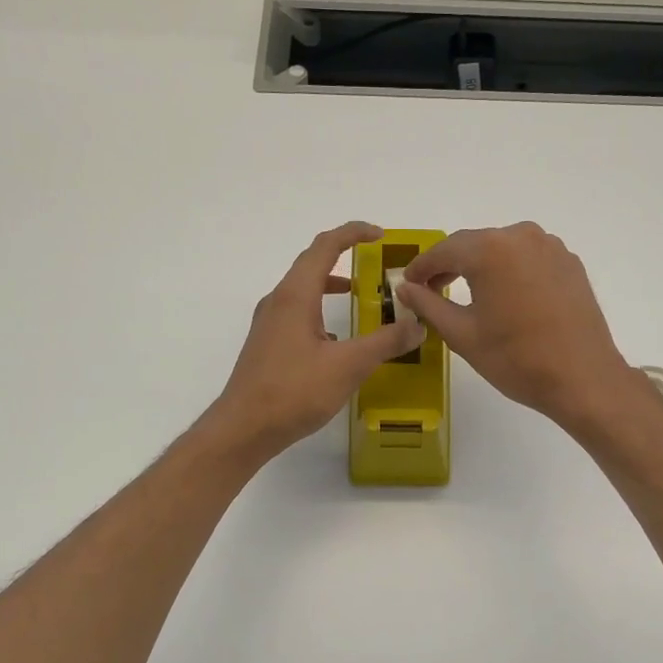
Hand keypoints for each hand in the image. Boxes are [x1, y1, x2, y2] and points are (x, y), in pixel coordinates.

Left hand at [205, 223, 424, 462]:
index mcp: (296, 295)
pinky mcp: (267, 345)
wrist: (244, 428)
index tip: (380, 235)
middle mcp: (278, 302)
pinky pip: (297, 315)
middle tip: (375, 264)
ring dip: (330, 286)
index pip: (325, 247)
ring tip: (358, 297)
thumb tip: (417, 325)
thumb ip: (386, 342)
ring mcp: (269, 324)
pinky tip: (336, 341)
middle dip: (344, 257)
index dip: (353, 234)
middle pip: (311, 264)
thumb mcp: (348, 366)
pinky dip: (320, 312)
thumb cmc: (294, 391)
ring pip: (303, 291)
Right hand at [397, 222, 639, 431]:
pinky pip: (529, 259)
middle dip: (451, 265)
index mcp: (490, 249)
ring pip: (503, 249)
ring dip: (481, 267)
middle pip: (475, 244)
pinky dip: (510, 272)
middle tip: (432, 290)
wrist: (583, 378)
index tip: (408, 283)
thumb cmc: (516, 359)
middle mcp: (522, 236)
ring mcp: (551, 247)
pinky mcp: (570, 263)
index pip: (444, 250)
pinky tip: (506, 297)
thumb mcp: (462, 334)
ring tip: (468, 294)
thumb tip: (405, 287)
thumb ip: (428, 305)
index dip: (422, 267)